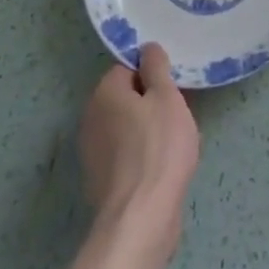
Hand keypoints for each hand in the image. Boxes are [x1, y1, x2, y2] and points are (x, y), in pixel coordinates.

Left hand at [79, 43, 200, 252]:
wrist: (140, 220)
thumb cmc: (158, 148)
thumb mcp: (166, 96)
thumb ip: (157, 68)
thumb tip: (148, 48)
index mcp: (104, 92)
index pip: (128, 68)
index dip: (153, 75)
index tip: (173, 89)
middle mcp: (91, 118)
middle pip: (126, 98)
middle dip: (151, 104)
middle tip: (177, 115)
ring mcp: (92, 154)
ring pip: (126, 128)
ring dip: (147, 132)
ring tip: (174, 145)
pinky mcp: (100, 183)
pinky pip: (125, 156)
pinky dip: (141, 158)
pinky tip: (161, 170)